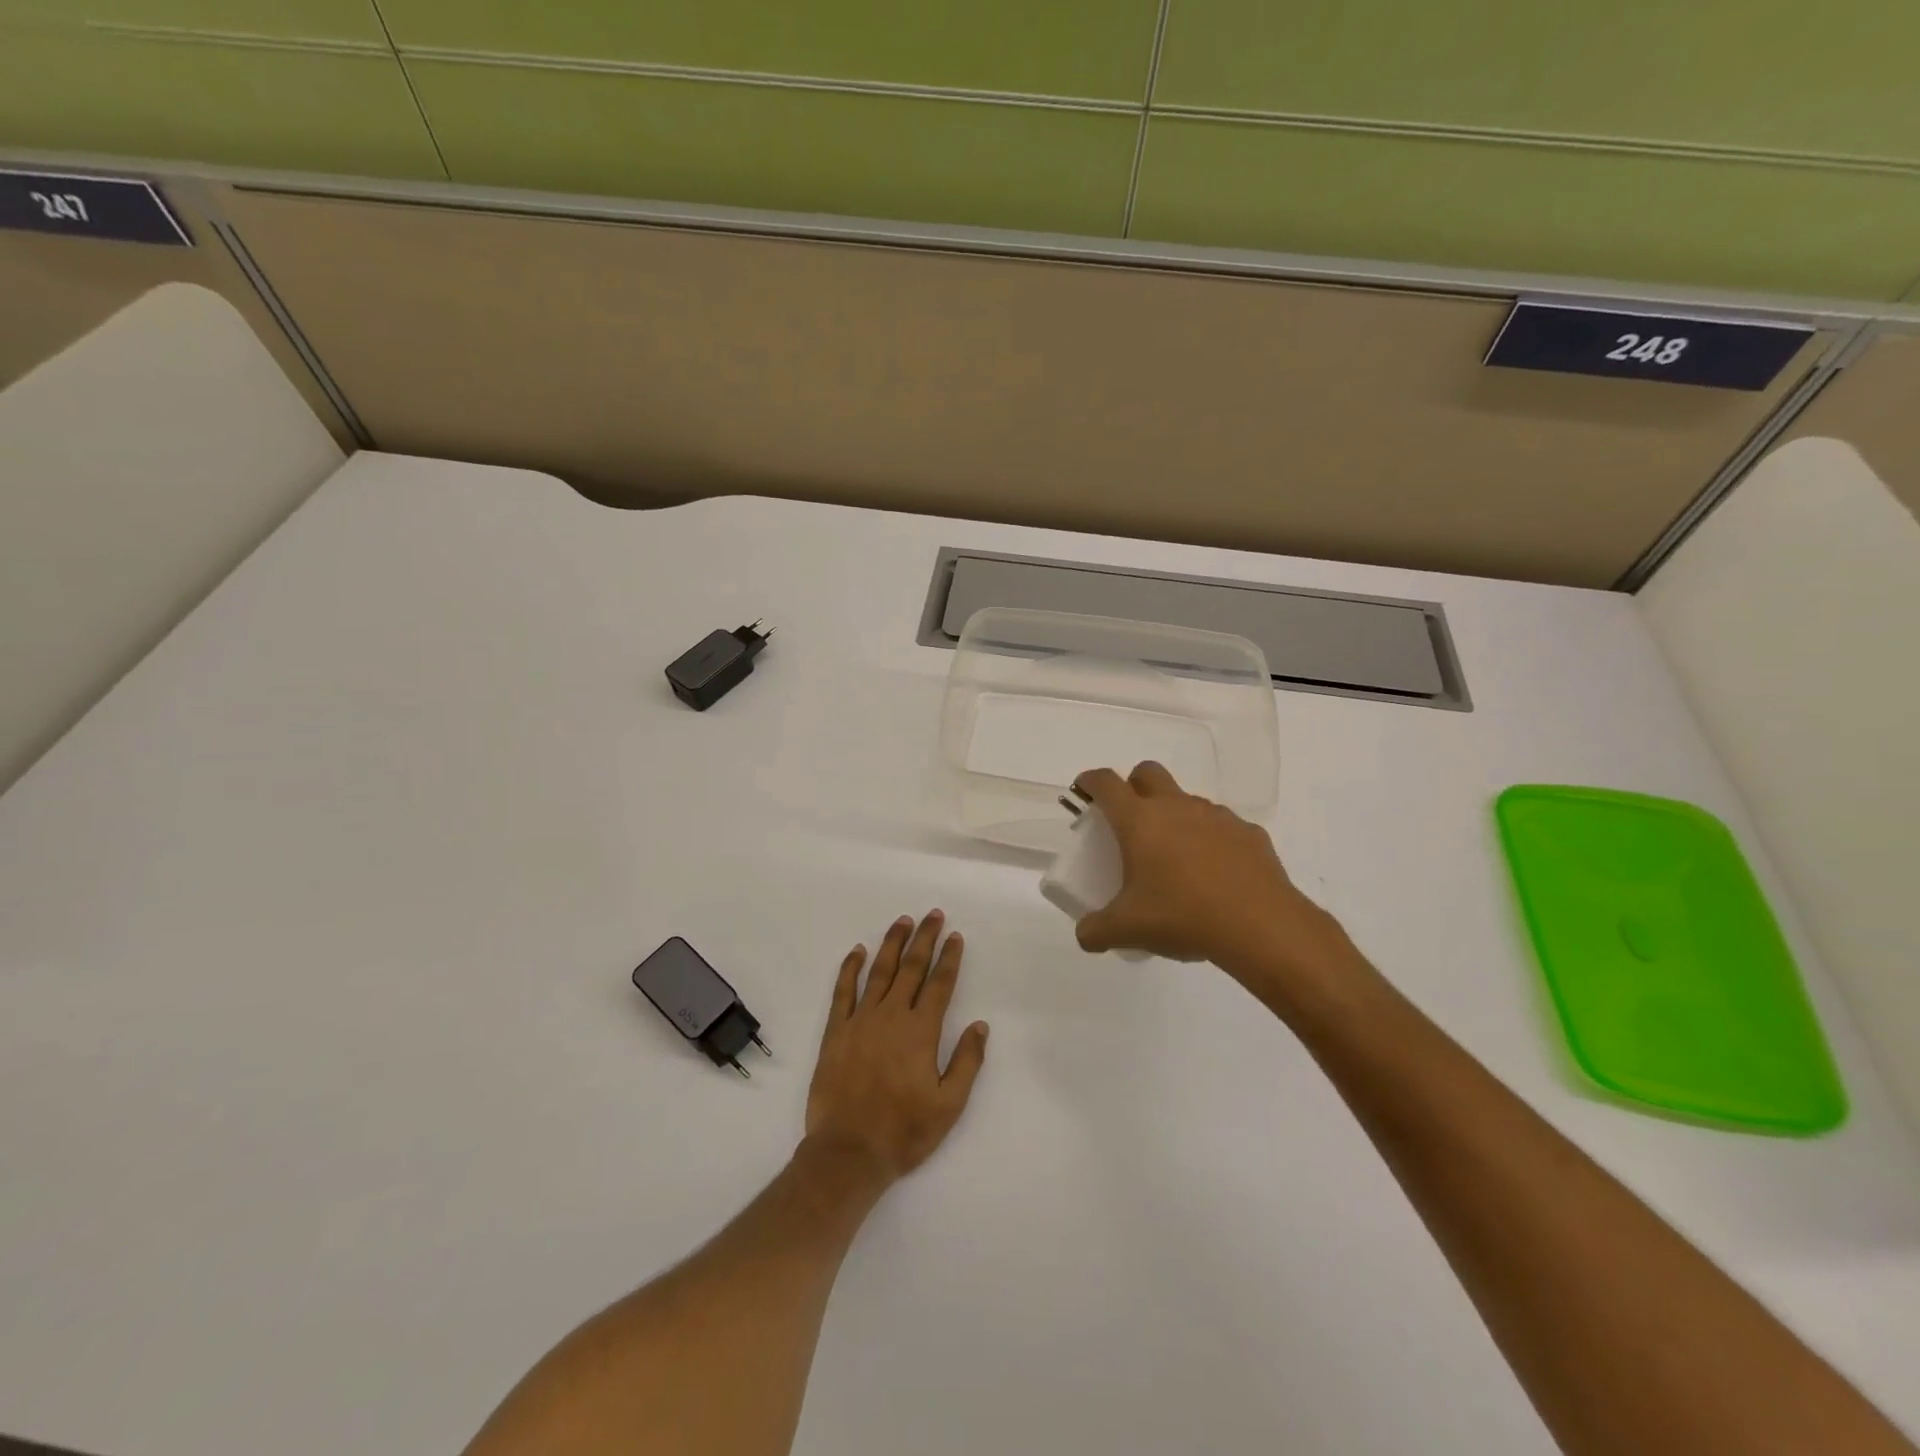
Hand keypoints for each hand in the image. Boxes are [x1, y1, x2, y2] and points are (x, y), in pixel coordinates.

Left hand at [804, 911, 988, 1183]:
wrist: (848, 1151)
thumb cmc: (904, 1131)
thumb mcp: (949, 1105)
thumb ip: (967, 1062)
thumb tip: (981, 1026)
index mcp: (921, 1031)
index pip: (940, 984)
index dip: (949, 958)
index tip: (955, 936)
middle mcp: (892, 1016)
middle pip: (911, 968)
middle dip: (924, 939)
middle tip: (933, 914)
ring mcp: (861, 1020)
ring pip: (879, 971)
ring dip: (892, 944)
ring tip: (902, 922)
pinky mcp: (836, 1031)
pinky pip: (843, 991)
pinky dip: (850, 968)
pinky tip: (856, 951)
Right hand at [1072, 762, 1351, 981]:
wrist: (1260, 927)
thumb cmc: (1182, 917)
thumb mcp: (1127, 930)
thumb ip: (1096, 931)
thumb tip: (1086, 935)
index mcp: (1139, 820)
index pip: (1106, 783)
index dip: (1090, 781)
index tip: (1084, 790)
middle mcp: (1176, 807)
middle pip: (1148, 772)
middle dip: (1133, 785)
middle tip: (1129, 818)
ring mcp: (1216, 816)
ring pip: (1187, 800)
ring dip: (1174, 815)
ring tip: (1174, 856)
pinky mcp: (1248, 833)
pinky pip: (1222, 826)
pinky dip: (1211, 840)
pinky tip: (1214, 873)